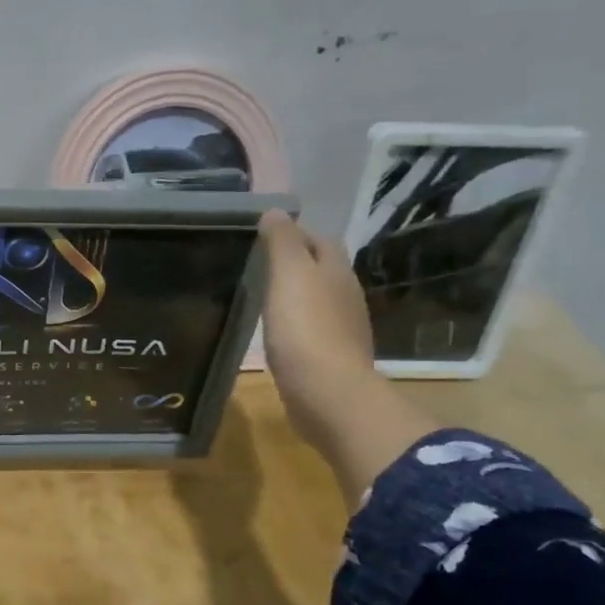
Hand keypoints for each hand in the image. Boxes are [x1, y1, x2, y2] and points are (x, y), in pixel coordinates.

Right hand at [258, 213, 377, 447]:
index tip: (262, 237)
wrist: (327, 393)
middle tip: (257, 266)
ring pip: (318, 301)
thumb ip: (282, 242)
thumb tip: (275, 211)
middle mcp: (346, 296)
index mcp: (337, 271)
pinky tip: (276, 333)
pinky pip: (312, 332)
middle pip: (322, 270)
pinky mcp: (331, 359)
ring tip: (262, 298)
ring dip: (295, 297)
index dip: (294, 234)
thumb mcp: (289, 275)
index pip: (319, 240)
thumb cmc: (305, 328)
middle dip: (296, 264)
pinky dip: (295, 326)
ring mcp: (342, 330)